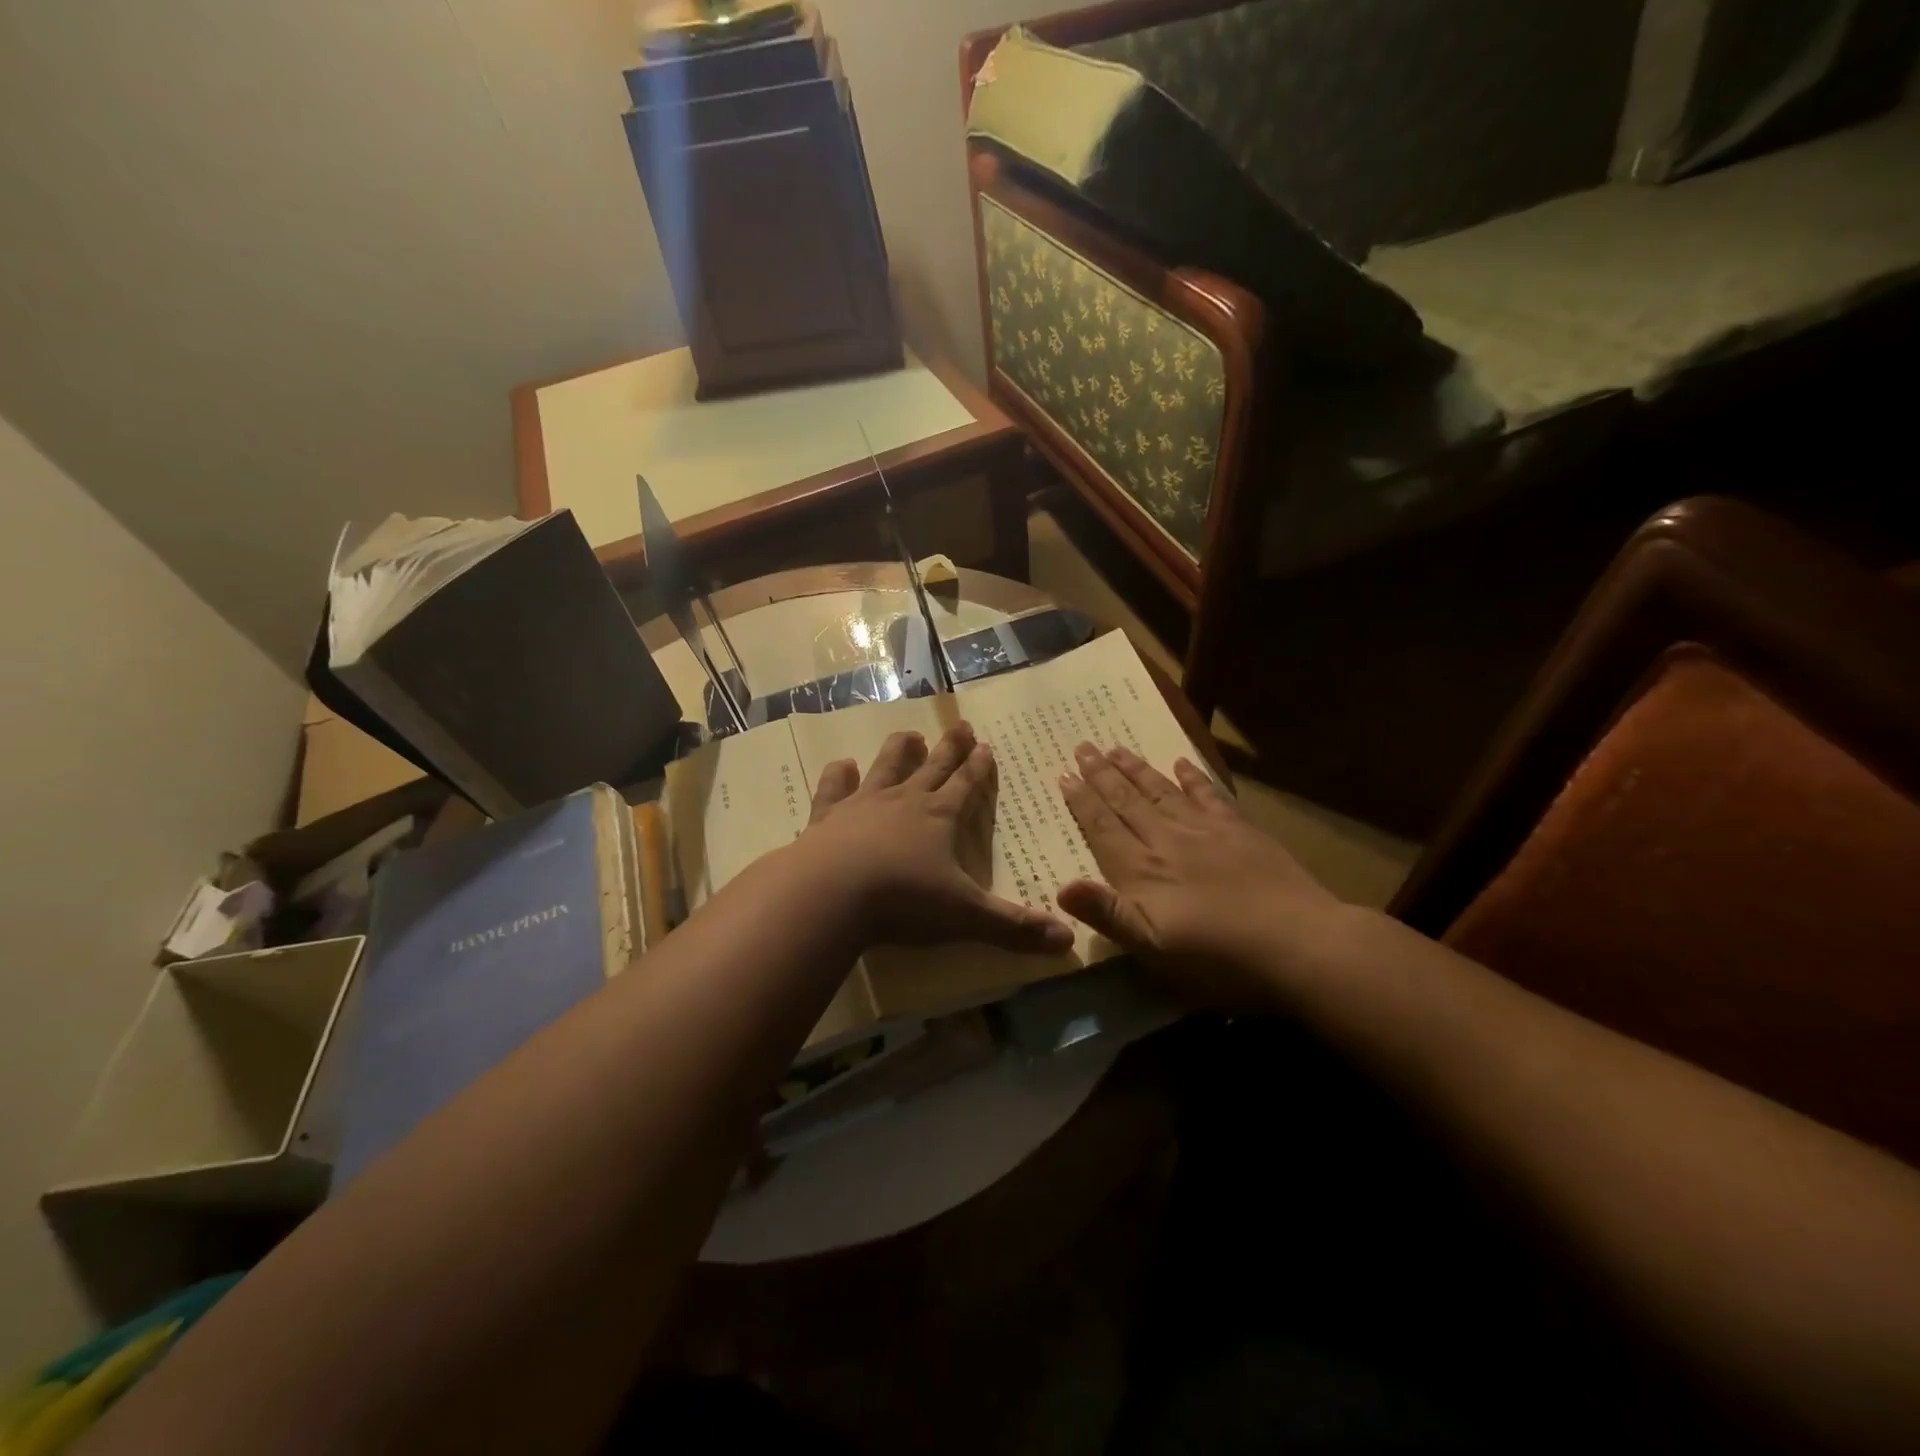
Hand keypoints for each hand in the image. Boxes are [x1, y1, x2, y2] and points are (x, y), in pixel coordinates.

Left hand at [799, 722, 1073, 954]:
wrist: (830, 894)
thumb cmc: (903, 900)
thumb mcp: (966, 916)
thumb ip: (1014, 927)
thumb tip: (1067, 940)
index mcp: (939, 818)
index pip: (966, 786)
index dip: (978, 768)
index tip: (986, 745)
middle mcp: (903, 802)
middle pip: (932, 767)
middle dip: (949, 748)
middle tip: (960, 725)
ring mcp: (862, 805)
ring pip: (886, 767)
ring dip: (898, 750)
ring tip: (908, 734)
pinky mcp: (826, 817)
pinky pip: (834, 789)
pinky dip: (838, 776)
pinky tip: (841, 765)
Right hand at [1056, 743, 1346, 1005]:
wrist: (1299, 944)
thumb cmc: (1218, 959)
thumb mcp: (1153, 949)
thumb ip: (1107, 914)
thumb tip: (1060, 887)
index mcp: (1142, 871)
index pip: (1103, 828)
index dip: (1082, 802)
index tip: (1064, 774)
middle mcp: (1167, 841)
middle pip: (1127, 801)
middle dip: (1102, 774)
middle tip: (1082, 746)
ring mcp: (1206, 832)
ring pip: (1161, 792)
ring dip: (1136, 769)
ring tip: (1116, 748)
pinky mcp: (1240, 832)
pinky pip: (1208, 795)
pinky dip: (1192, 777)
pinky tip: (1181, 763)